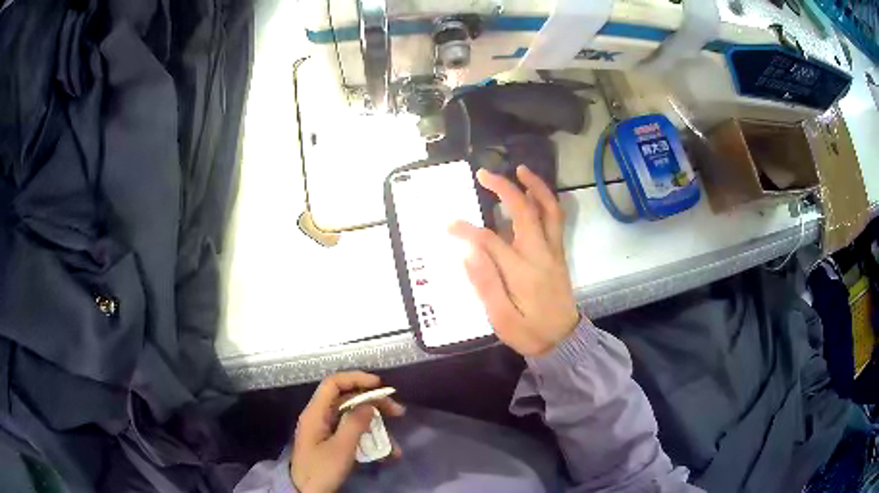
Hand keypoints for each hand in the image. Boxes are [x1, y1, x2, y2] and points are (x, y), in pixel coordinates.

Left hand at [291, 371, 404, 492]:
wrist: (305, 492)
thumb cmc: (321, 470)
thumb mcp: (341, 449)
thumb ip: (355, 423)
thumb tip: (369, 404)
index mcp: (315, 413)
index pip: (333, 384)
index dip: (356, 379)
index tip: (380, 385)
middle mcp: (319, 417)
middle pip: (347, 399)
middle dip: (373, 403)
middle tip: (397, 412)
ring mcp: (324, 430)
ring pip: (353, 418)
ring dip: (375, 427)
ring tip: (395, 443)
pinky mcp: (330, 443)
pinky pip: (351, 433)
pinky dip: (368, 439)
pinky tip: (385, 454)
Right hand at [450, 165, 579, 355]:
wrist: (564, 341)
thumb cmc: (530, 332)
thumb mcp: (501, 319)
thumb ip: (484, 284)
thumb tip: (467, 251)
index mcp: (521, 271)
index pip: (489, 240)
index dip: (466, 230)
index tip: (448, 225)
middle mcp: (540, 253)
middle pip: (524, 211)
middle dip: (504, 188)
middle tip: (484, 174)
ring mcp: (553, 251)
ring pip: (549, 209)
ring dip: (535, 186)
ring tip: (520, 169)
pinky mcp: (559, 253)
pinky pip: (556, 218)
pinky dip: (547, 200)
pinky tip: (535, 193)